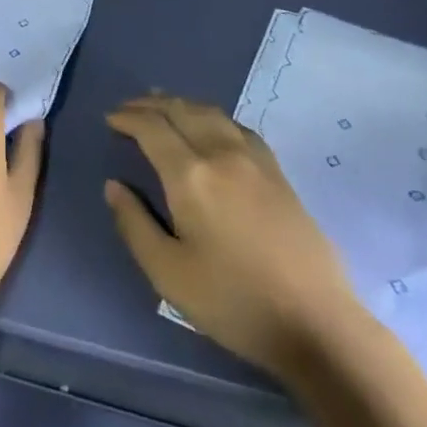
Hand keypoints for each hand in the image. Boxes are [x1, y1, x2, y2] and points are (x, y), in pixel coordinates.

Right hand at [105, 94, 360, 374]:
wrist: (316, 323)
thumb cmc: (234, 302)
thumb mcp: (169, 275)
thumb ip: (135, 225)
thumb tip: (114, 186)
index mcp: (190, 175)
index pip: (152, 128)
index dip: (127, 118)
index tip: (110, 119)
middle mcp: (220, 153)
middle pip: (180, 110)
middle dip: (150, 104)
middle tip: (128, 108)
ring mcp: (253, 158)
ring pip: (209, 112)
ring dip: (180, 103)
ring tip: (161, 106)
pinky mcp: (276, 170)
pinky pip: (235, 125)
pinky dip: (211, 115)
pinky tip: (209, 126)